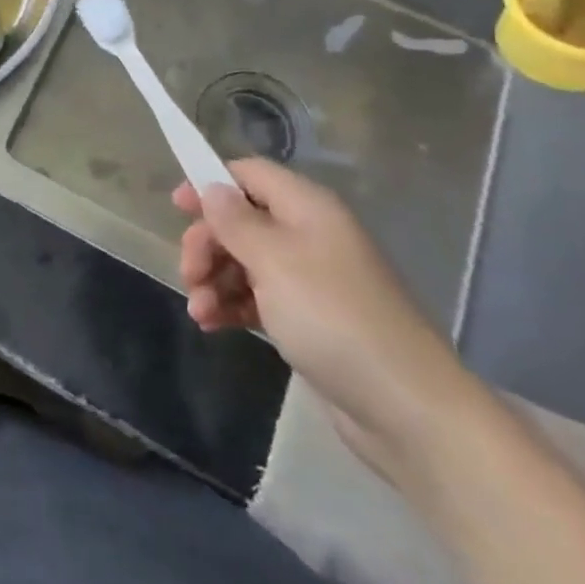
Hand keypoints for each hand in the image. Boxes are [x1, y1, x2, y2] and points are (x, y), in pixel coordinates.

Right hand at [174, 159, 480, 475]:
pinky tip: (212, 324)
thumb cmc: (333, 317)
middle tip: (189, 274)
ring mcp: (310, 280)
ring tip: (199, 311)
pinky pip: (258, 298)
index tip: (177, 207)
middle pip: (242, 220)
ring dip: (214, 279)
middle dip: (208, 243)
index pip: (251, 174)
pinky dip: (232, 305)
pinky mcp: (309, 320)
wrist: (406, 409)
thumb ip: (236, 221)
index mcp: (307, 209)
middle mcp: (309, 235)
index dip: (212, 183)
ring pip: (245, 261)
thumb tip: (213, 187)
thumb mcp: (274, 261)